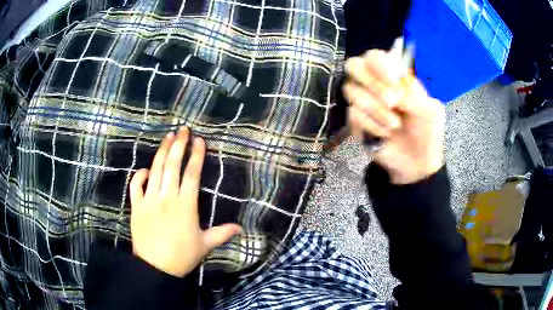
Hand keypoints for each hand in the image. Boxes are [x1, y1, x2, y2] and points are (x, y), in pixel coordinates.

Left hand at [130, 127, 241, 276]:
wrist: (155, 268)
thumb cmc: (182, 256)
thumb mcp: (204, 245)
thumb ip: (222, 233)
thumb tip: (240, 228)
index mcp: (185, 205)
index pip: (191, 174)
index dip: (196, 156)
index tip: (199, 141)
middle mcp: (166, 198)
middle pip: (172, 166)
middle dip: (179, 145)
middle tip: (183, 129)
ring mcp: (149, 200)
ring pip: (155, 170)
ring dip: (162, 152)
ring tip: (168, 137)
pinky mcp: (136, 206)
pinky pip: (136, 185)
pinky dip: (140, 175)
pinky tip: (146, 170)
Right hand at [344, 50, 444, 184]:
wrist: (417, 164)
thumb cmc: (428, 133)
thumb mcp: (430, 110)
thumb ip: (412, 92)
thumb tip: (390, 88)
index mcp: (394, 77)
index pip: (374, 56)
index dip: (380, 64)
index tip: (394, 80)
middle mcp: (374, 85)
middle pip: (353, 66)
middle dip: (373, 83)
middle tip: (393, 102)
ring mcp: (363, 103)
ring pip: (352, 91)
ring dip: (377, 110)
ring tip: (396, 125)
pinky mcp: (356, 122)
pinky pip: (353, 114)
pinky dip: (372, 125)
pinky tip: (385, 135)